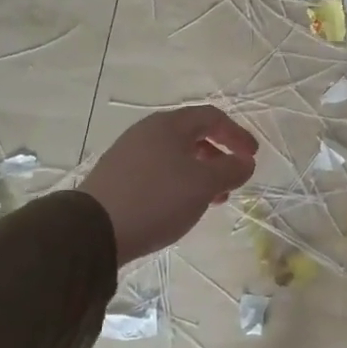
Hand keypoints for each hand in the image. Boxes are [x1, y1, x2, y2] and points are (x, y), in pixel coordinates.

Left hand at [82, 106, 258, 265]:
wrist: (93, 230)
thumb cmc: (157, 199)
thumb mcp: (204, 185)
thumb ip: (231, 170)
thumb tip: (246, 162)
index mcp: (169, 125)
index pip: (212, 117)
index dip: (237, 134)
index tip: (253, 157)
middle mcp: (147, 132)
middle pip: (192, 135)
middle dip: (219, 156)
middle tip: (233, 179)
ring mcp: (129, 154)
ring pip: (175, 156)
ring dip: (200, 173)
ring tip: (212, 199)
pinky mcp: (118, 177)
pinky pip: (159, 171)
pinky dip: (179, 183)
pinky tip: (182, 206)